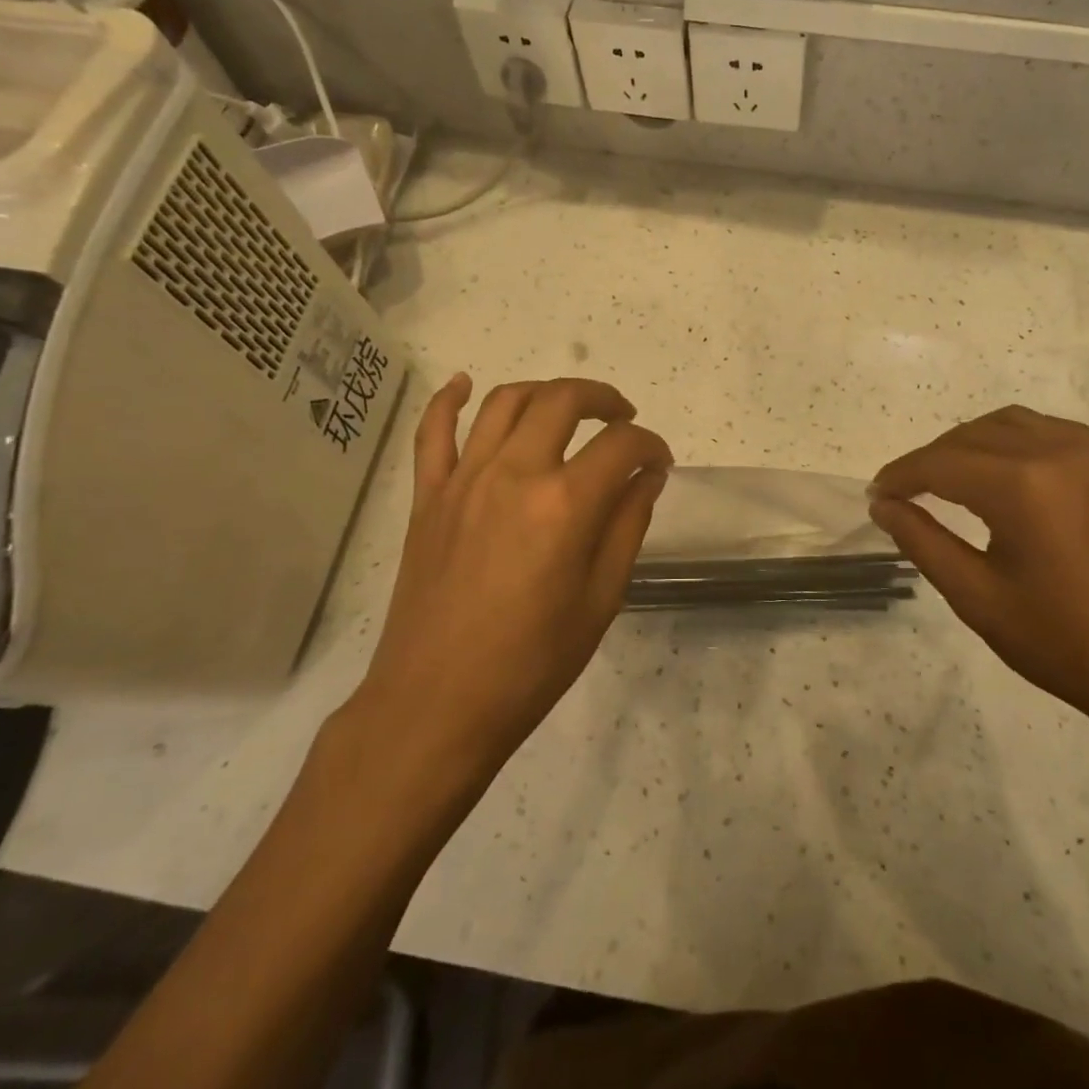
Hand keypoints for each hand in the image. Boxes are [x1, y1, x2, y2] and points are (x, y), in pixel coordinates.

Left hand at [353, 374, 672, 762]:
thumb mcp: (601, 599)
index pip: (621, 446)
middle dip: (603, 399)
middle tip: (623, 418)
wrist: (437, 704)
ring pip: (505, 402)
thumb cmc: (532, 662)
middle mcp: (514, 474)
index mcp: (564, 505)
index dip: (651, 446)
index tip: (660, 463)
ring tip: (567, 407)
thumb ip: (628, 526)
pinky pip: (433, 431)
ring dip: (544, 391)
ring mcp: (464, 480)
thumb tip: (648, 476)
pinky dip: (449, 399)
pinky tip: (464, 384)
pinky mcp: (428, 496)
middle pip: (562, 400)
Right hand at [869, 407, 1088, 756]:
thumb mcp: (980, 599)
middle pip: (970, 435)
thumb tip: (884, 506)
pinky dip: (1009, 443)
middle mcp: (1056, 450)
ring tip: (947, 481)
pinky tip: (1002, 478)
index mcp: (1022, 484)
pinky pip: (1046, 432)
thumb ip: (923, 542)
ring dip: (968, 444)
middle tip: (904, 494)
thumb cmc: (1070, 645)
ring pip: (1008, 424)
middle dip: (929, 459)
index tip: (875, 496)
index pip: (940, 463)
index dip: (900, 476)